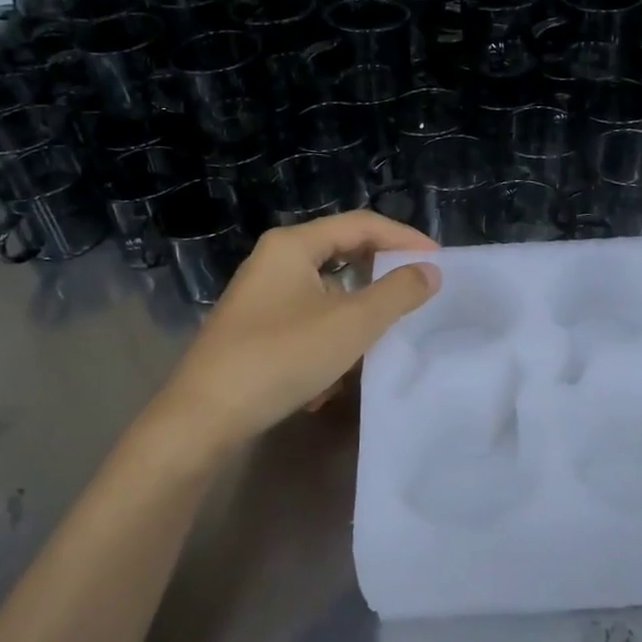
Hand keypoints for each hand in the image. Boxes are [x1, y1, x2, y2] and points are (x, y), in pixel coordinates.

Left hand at [157, 211, 440, 452]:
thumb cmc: (282, 357)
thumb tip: (430, 270)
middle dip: (380, 276)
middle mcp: (274, 260)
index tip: (438, 259)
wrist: (204, 417)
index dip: (403, 238)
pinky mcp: (255, 328)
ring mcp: (261, 295)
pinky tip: (334, 376)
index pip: (361, 224)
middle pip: (342, 254)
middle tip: (416, 291)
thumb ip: (397, 293)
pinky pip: (307, 319)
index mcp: (293, 245)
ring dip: (355, 314)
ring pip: (326, 292)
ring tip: (379, 338)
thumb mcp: (351, 324)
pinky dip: (329, 337)